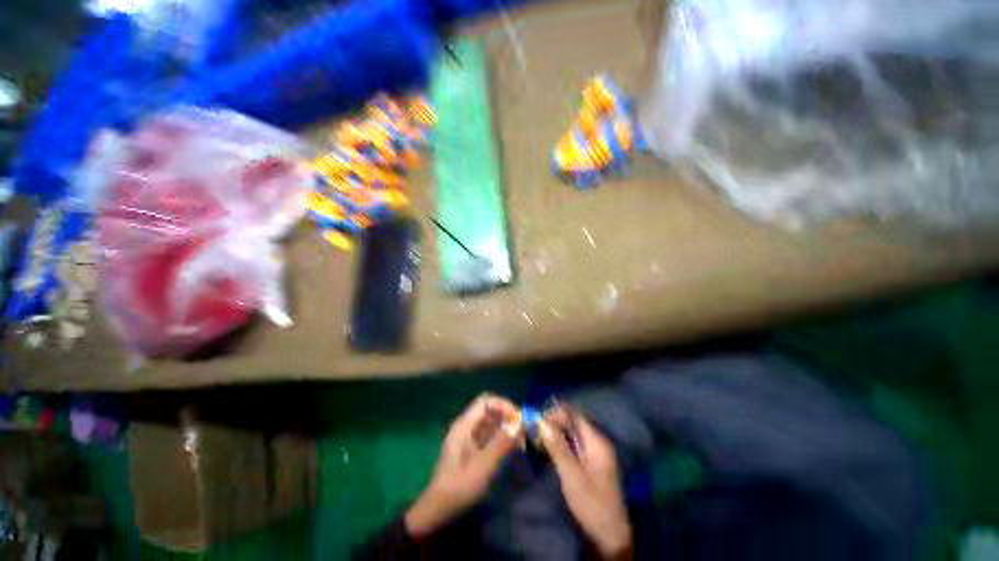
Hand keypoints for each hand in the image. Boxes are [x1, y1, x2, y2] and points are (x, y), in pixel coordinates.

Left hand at [405, 394, 522, 537]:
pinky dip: (502, 437)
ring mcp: (468, 437)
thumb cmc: (458, 487)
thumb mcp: (482, 467)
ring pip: (491, 422)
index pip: (485, 401)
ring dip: (507, 427)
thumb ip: (500, 444)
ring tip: (521, 441)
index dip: (503, 405)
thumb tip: (519, 424)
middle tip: (524, 430)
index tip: (518, 418)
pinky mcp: (472, 448)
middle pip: (489, 410)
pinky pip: (490, 434)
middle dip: (507, 416)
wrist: (438, 511)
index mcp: (464, 425)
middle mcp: (466, 426)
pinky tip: (513, 448)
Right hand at [540, 406, 631, 559]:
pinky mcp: (590, 462)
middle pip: (573, 422)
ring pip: (571, 433)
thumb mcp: (572, 475)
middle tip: (535, 430)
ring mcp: (594, 452)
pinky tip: (548, 448)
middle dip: (553, 423)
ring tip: (538, 438)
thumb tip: (541, 421)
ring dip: (555, 432)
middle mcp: (597, 442)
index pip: (574, 416)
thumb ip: (557, 447)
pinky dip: (560, 443)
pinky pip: (573, 444)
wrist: (609, 536)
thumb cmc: (591, 504)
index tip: (537, 421)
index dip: (555, 414)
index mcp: (597, 442)